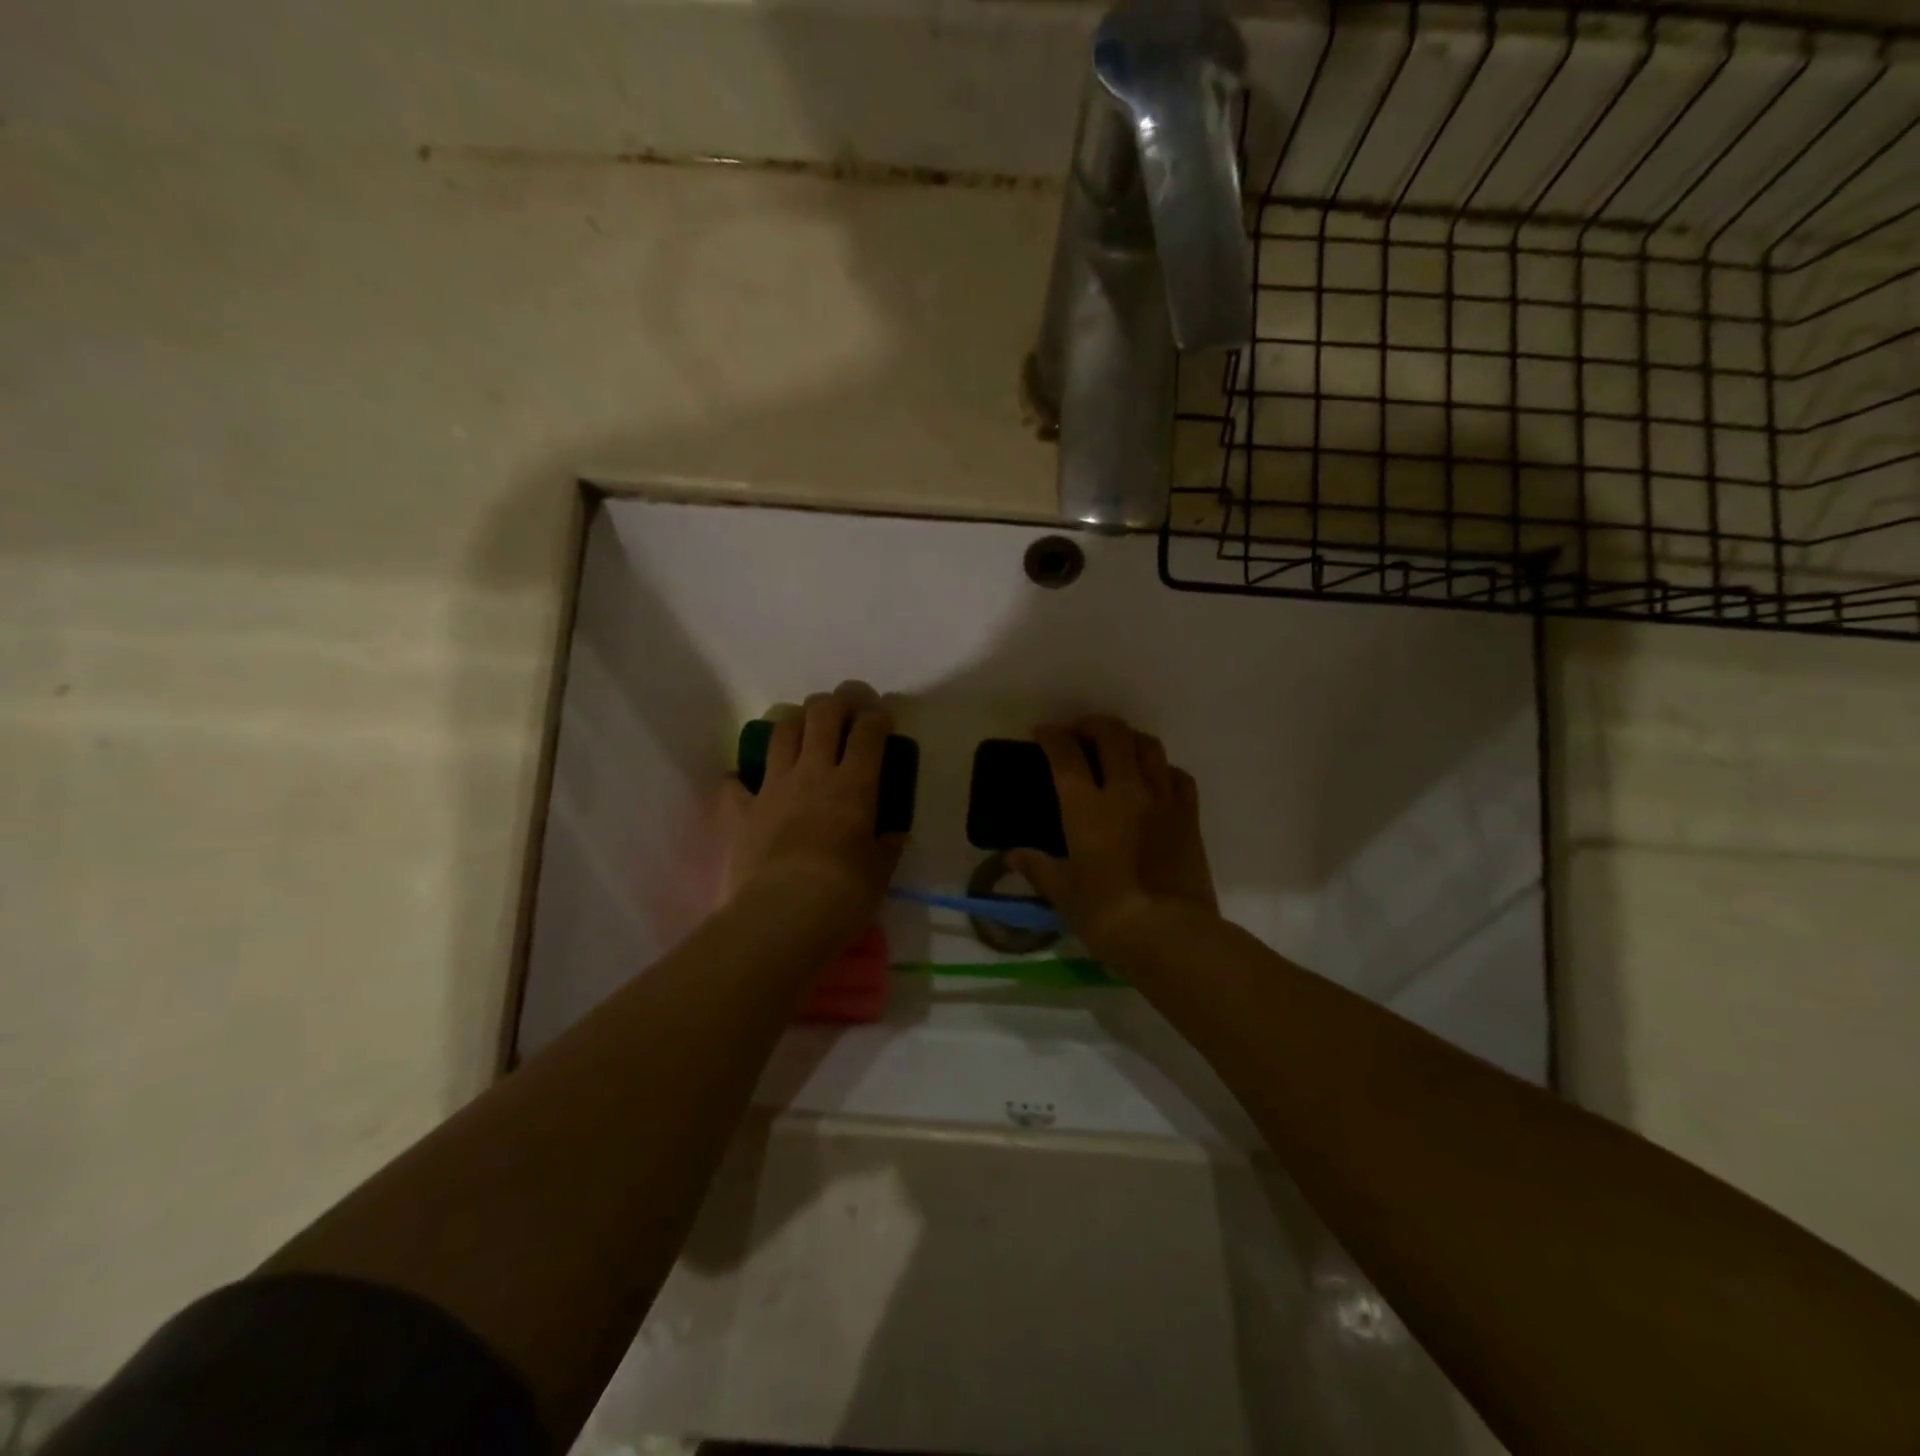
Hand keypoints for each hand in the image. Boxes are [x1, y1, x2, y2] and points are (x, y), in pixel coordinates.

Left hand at [724, 682, 905, 941]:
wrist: (784, 914)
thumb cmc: (844, 893)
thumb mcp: (880, 871)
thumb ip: (887, 845)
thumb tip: (893, 834)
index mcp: (854, 784)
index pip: (869, 731)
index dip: (878, 715)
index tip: (883, 715)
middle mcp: (813, 773)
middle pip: (822, 714)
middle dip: (836, 701)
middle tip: (845, 707)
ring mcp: (773, 787)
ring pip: (781, 732)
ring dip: (794, 720)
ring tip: (803, 726)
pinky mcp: (741, 810)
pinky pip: (734, 784)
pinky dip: (739, 779)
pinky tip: (743, 782)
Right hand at [1008, 715, 1217, 960]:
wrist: (1170, 934)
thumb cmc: (1106, 915)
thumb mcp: (1062, 894)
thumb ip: (1038, 867)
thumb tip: (1013, 855)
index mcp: (1086, 807)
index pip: (1065, 754)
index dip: (1051, 735)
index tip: (1042, 732)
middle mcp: (1125, 791)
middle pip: (1112, 734)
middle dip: (1091, 724)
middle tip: (1078, 734)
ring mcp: (1162, 799)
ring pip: (1148, 745)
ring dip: (1128, 738)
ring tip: (1116, 749)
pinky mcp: (1189, 816)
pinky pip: (1178, 775)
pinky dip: (1162, 768)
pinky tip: (1153, 780)